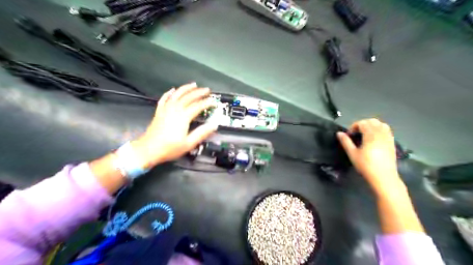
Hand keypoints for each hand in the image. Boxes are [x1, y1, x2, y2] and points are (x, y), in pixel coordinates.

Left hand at [131, 83, 215, 167]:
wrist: (148, 149)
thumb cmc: (170, 148)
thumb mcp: (189, 143)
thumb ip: (201, 133)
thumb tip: (214, 125)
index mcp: (183, 116)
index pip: (198, 106)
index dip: (207, 103)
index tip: (214, 101)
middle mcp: (175, 109)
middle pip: (188, 97)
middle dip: (199, 92)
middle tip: (207, 90)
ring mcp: (166, 109)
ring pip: (177, 94)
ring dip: (186, 88)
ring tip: (194, 84)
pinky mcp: (159, 111)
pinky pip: (164, 98)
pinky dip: (169, 93)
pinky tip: (172, 90)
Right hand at [339, 119, 403, 192]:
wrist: (384, 177)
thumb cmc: (366, 166)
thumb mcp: (352, 154)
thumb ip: (346, 142)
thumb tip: (339, 133)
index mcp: (371, 135)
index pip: (362, 123)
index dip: (354, 126)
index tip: (349, 135)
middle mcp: (381, 134)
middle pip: (372, 121)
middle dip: (363, 124)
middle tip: (356, 133)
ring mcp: (388, 138)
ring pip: (381, 124)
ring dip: (372, 126)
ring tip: (365, 135)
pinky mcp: (392, 143)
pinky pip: (387, 130)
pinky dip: (379, 130)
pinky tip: (374, 139)